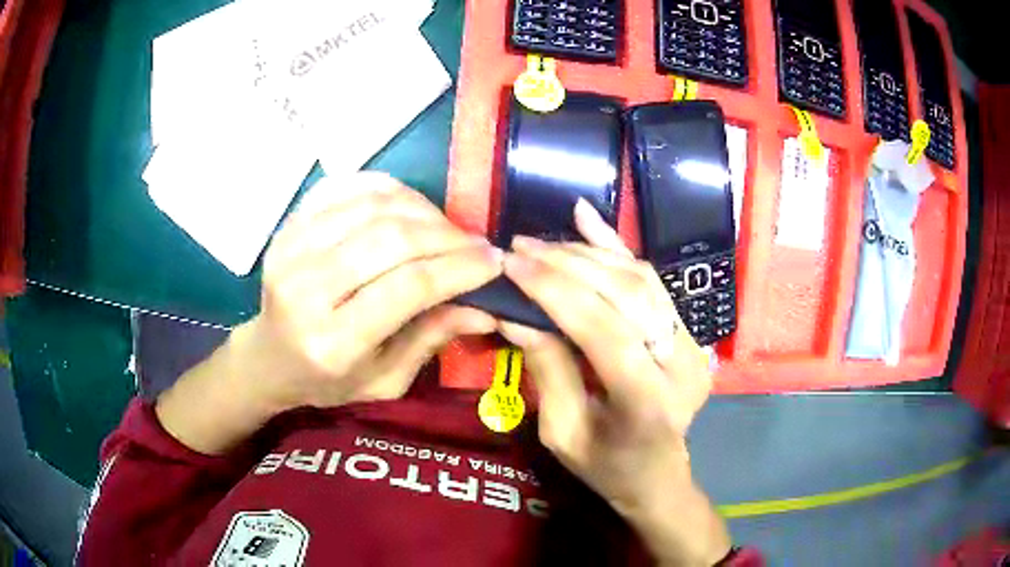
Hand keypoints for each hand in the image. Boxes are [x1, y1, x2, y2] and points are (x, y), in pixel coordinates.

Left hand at [156, 173, 501, 453]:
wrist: (267, 357)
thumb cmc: (327, 380)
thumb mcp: (384, 381)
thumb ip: (431, 340)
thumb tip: (486, 308)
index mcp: (332, 343)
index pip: (408, 288)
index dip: (459, 269)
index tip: (494, 261)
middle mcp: (305, 291)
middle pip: (390, 239)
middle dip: (446, 235)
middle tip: (475, 243)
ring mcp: (290, 251)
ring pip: (371, 206)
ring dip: (421, 209)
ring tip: (444, 228)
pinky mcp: (286, 228)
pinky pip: (345, 188)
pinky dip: (386, 189)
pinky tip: (408, 206)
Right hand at [499, 200, 729, 565]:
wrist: (659, 474)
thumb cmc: (606, 467)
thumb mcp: (562, 433)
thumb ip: (546, 368)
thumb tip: (514, 312)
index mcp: (649, 404)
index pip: (604, 331)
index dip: (556, 291)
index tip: (512, 264)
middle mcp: (681, 366)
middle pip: (627, 295)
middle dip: (568, 264)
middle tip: (520, 248)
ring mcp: (693, 345)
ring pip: (641, 279)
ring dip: (587, 253)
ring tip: (541, 243)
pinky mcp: (689, 332)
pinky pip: (652, 280)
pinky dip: (616, 247)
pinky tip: (587, 218)